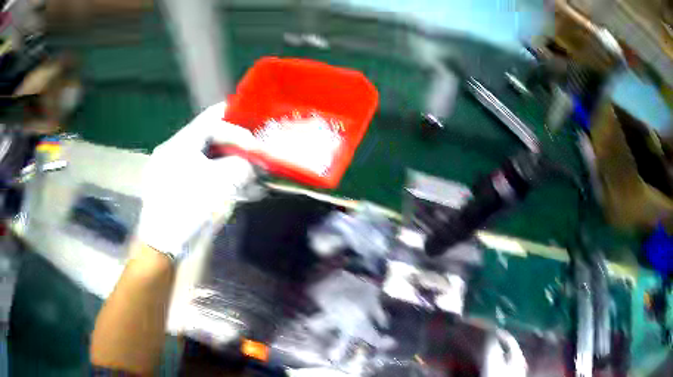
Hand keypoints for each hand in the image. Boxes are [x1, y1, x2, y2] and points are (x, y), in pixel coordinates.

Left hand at [136, 102, 257, 259]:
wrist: (162, 246)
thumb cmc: (189, 208)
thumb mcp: (222, 184)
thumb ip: (242, 166)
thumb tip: (252, 164)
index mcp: (180, 143)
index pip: (212, 121)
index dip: (237, 128)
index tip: (256, 143)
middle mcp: (172, 151)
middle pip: (207, 139)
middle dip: (233, 145)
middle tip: (253, 152)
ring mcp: (169, 171)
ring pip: (203, 159)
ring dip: (226, 164)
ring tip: (247, 176)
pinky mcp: (171, 189)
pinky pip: (197, 176)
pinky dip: (215, 179)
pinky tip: (231, 190)